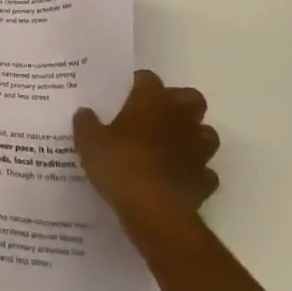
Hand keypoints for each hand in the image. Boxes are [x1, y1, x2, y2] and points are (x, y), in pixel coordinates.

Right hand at [74, 69, 219, 241]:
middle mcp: (180, 117)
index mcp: (152, 100)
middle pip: (191, 98)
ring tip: (172, 146)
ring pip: (206, 133)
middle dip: (178, 104)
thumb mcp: (89, 142)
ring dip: (193, 137)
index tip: (125, 94)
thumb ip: (86, 123)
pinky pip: (205, 171)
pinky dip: (196, 172)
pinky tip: (179, 178)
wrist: (154, 211)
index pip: (148, 78)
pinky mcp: (205, 180)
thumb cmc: (120, 165)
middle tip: (156, 116)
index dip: (137, 84)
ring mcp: (198, 149)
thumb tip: (84, 112)